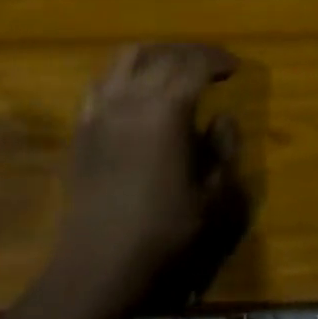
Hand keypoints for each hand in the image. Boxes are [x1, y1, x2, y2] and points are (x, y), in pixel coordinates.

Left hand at [53, 43, 246, 316]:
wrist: (98, 265)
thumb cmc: (162, 234)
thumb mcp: (211, 198)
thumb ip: (223, 150)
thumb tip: (223, 118)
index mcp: (167, 110)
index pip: (195, 64)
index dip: (218, 59)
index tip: (235, 68)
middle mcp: (131, 97)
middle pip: (163, 54)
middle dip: (191, 54)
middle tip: (211, 67)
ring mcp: (102, 109)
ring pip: (127, 57)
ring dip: (156, 54)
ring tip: (173, 69)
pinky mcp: (82, 126)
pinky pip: (102, 82)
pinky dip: (124, 74)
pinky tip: (134, 92)